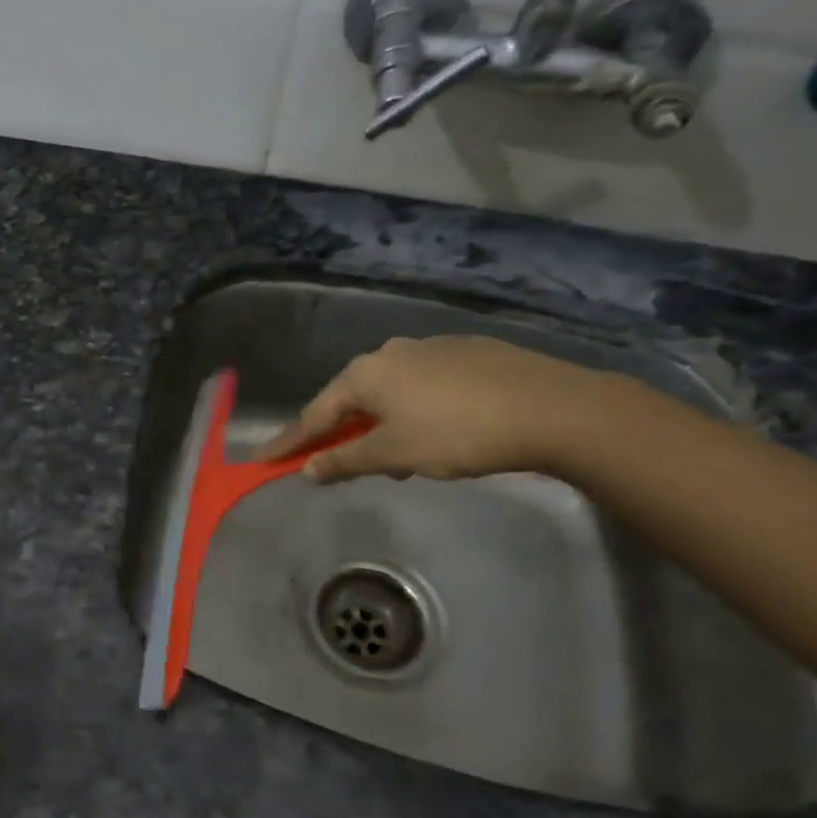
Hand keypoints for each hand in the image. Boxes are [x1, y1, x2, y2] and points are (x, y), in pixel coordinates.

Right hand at [258, 335, 611, 482]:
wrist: (552, 407)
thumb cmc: (458, 433)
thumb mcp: (394, 454)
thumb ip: (346, 460)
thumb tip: (308, 469)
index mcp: (365, 374)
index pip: (315, 415)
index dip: (290, 443)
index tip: (264, 461)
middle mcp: (390, 352)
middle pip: (350, 400)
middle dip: (341, 434)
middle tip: (338, 465)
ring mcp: (429, 348)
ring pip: (388, 393)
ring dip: (380, 425)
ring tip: (399, 458)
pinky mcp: (465, 353)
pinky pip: (420, 386)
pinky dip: (413, 411)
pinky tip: (437, 431)